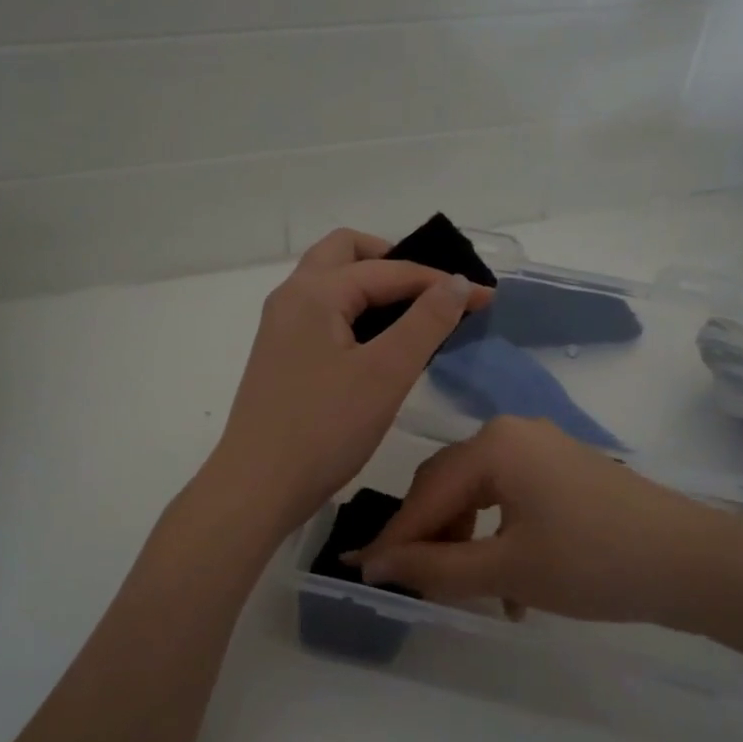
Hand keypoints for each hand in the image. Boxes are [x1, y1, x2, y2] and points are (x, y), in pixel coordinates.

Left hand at [206, 228, 491, 533]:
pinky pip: (323, 313)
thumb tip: (458, 281)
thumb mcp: (386, 373)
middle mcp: (291, 297)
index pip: (388, 269)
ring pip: (331, 283)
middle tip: (433, 292)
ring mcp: (280, 327)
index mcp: (314, 292)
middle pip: (346, 253)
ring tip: (415, 316)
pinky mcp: (281, 356)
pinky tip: (380, 346)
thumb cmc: (324, 429)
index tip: (485, 298)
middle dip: (394, 262)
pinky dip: (356, 312)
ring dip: (373, 286)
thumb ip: (426, 322)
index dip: (440, 281)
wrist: (257, 488)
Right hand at [355, 415, 742, 629]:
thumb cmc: (593, 562)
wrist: (693, 563)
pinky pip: (510, 497)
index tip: (364, 574)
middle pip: (447, 486)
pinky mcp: (564, 469)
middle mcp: (513, 433)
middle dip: (428, 536)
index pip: (425, 493)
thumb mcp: (506, 569)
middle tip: (413, 582)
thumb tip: (372, 566)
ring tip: (466, 590)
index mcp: (494, 444)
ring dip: (464, 541)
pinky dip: (497, 535)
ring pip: (478, 495)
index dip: (394, 538)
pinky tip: (509, 582)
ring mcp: (542, 448)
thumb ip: (433, 567)